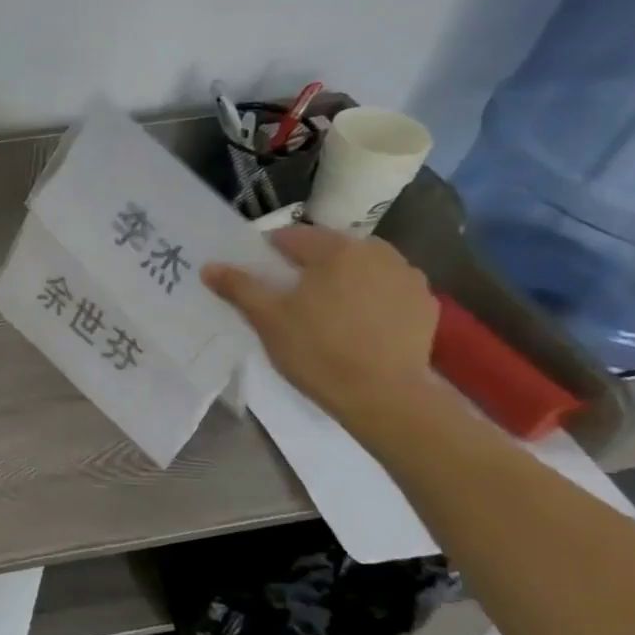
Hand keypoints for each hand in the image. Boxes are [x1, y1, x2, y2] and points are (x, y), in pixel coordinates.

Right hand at [201, 225, 439, 422]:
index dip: (269, 253)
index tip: (259, 276)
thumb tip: (209, 266)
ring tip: (325, 310)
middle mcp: (376, 252)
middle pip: (331, 249)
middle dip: (309, 265)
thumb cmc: (317, 350)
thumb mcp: (267, 318)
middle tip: (290, 296)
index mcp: (335, 249)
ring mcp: (407, 277)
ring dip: (343, 279)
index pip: (292, 237)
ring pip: (362, 268)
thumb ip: (239, 287)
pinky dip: (371, 298)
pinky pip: (387, 290)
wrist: (385, 397)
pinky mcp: (425, 305)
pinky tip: (358, 325)